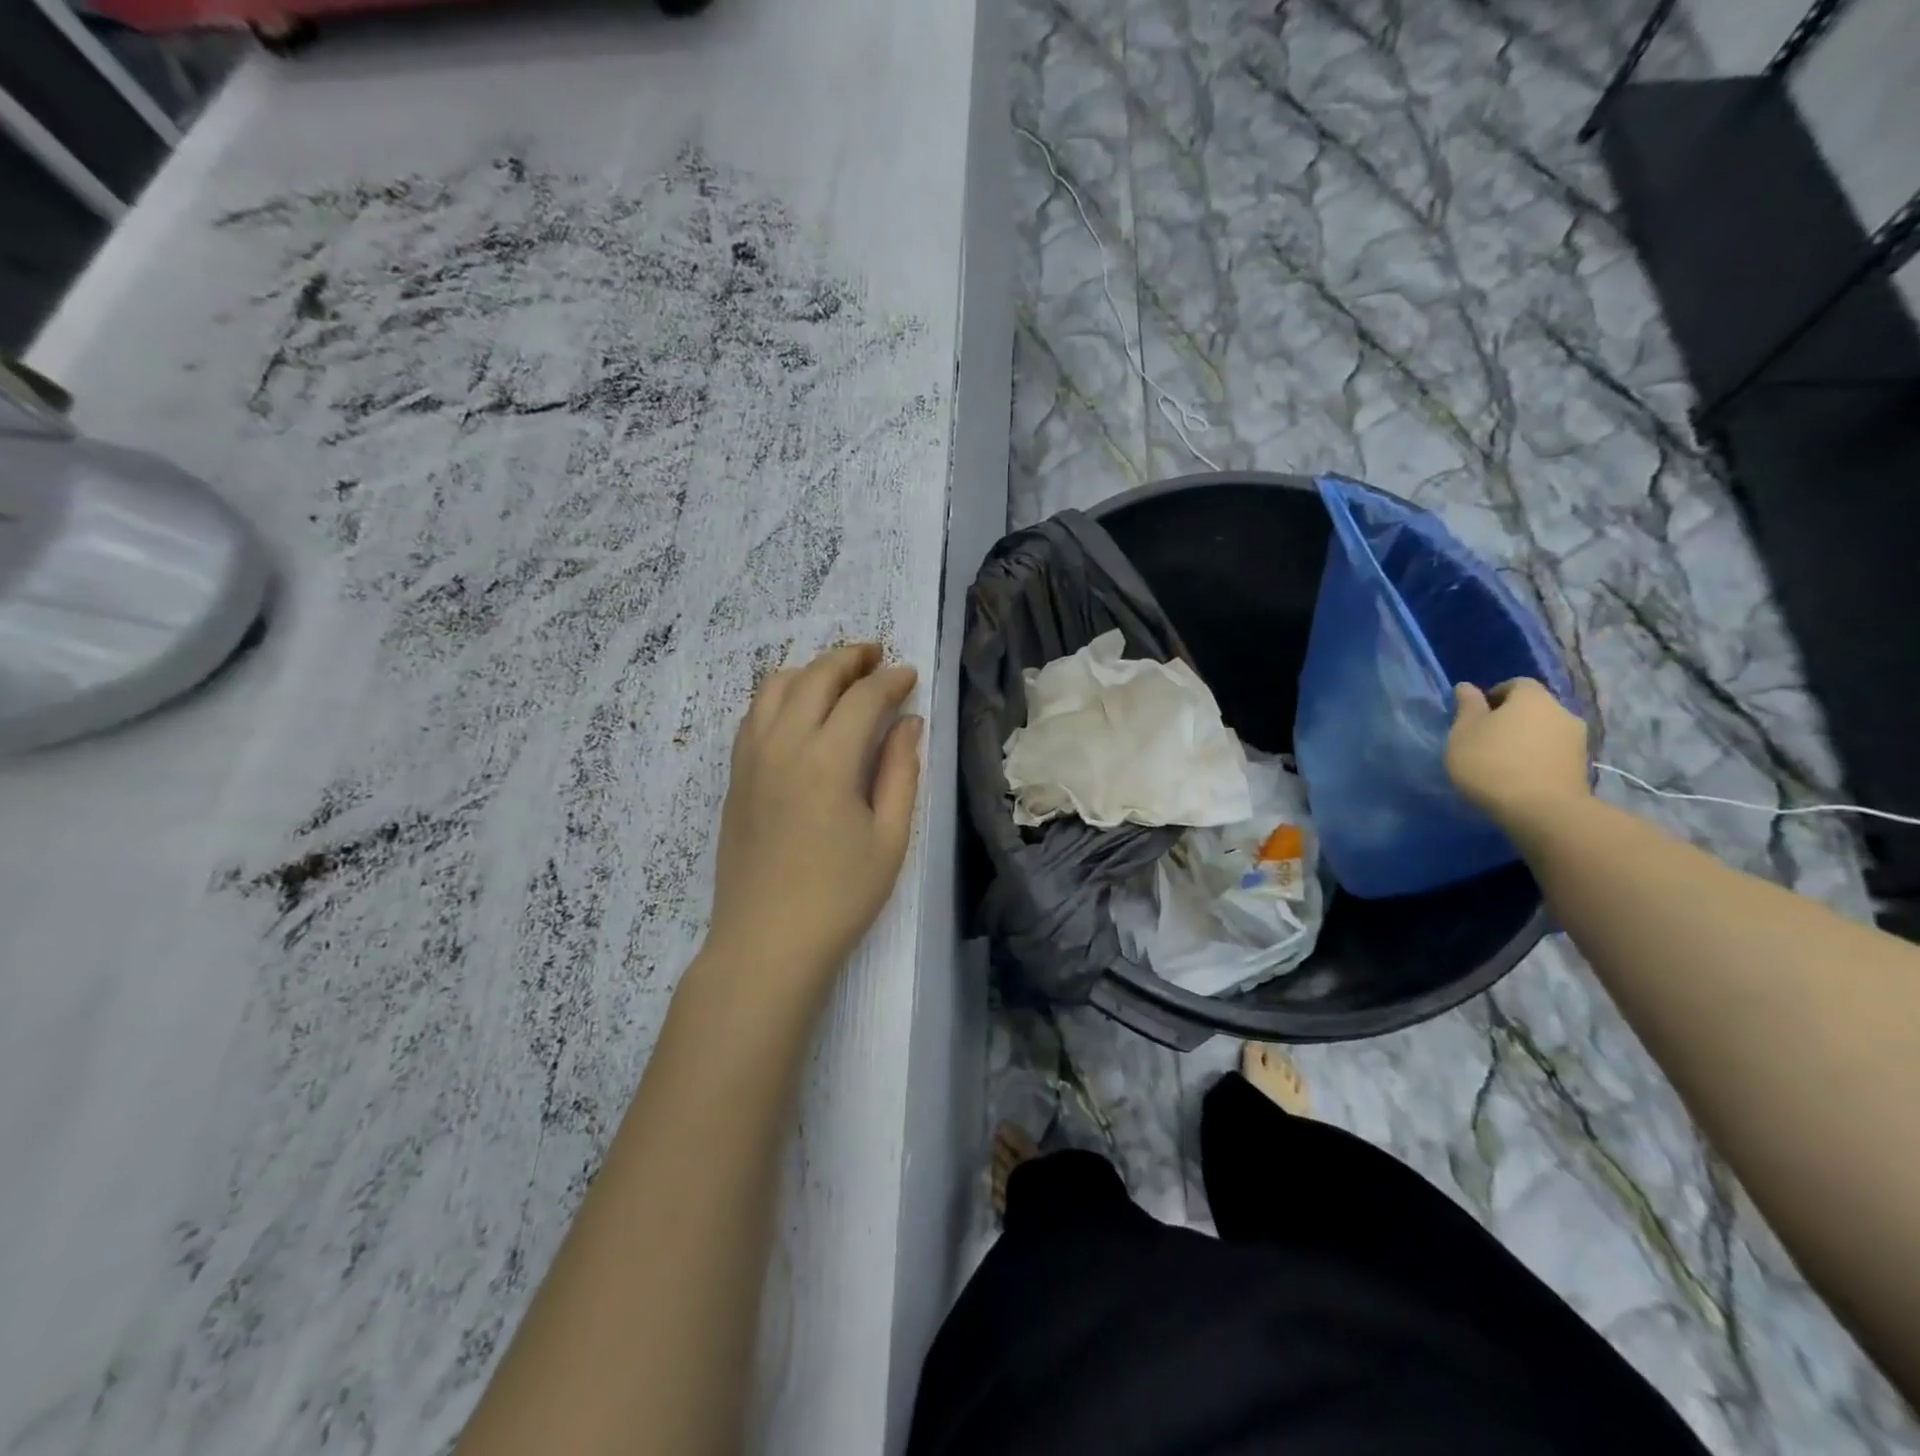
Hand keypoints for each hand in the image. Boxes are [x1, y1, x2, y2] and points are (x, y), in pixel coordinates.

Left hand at [702, 644, 922, 1001]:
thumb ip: (901, 771)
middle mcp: (782, 745)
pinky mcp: (735, 777)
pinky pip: (753, 715)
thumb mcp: (889, 837)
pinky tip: (799, 712)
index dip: (890, 680)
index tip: (910, 675)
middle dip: (849, 658)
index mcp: (827, 760)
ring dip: (810, 670)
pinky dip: (780, 696)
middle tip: (876, 656)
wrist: (766, 942)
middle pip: (814, 676)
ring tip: (838, 677)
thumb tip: (908, 722)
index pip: (862, 698)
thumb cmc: (840, 897)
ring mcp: (750, 759)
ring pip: (775, 687)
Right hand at [1445, 679, 1588, 830]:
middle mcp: (1561, 711)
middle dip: (1512, 718)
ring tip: (1503, 760)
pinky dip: (1537, 757)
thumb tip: (1467, 687)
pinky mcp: (1582, 766)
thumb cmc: (1491, 762)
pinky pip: (1554, 752)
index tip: (1476, 715)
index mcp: (1532, 698)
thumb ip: (1467, 707)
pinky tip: (1520, 776)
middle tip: (1486, 738)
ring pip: (1545, 730)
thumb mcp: (1464, 732)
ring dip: (1526, 739)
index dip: (1495, 695)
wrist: (1541, 809)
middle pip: (1534, 707)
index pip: (1516, 683)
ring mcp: (1577, 740)